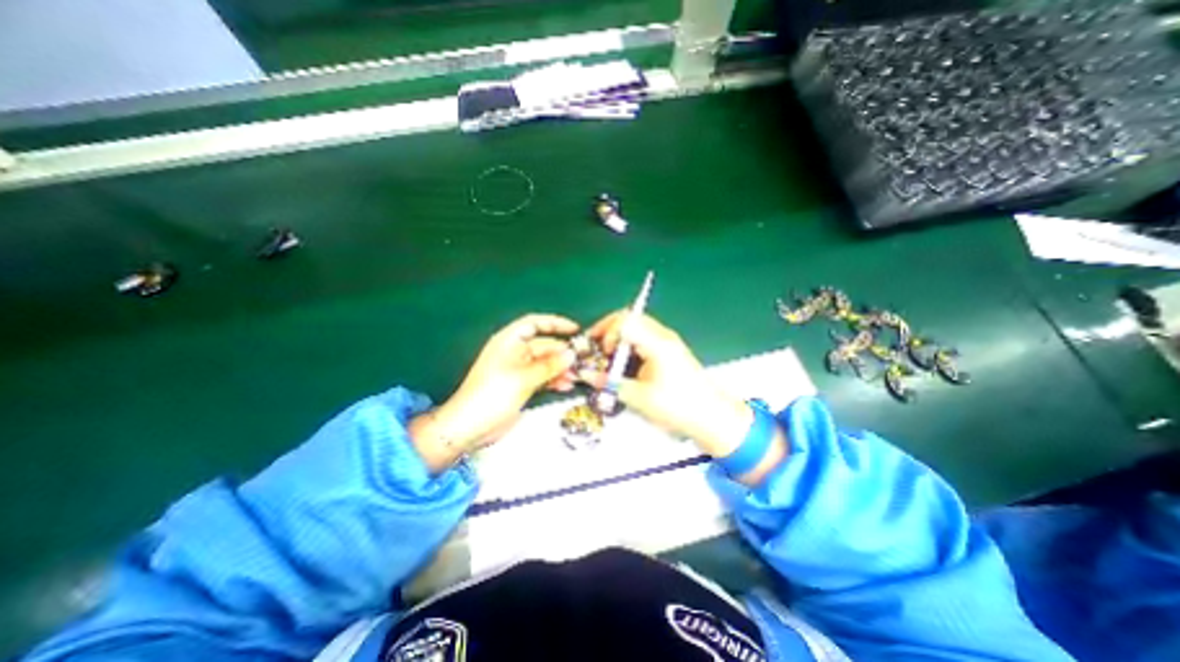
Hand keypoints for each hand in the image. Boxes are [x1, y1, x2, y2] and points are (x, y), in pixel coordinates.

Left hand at [411, 313, 578, 473]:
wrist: (469, 427)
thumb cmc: (492, 395)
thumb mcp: (523, 378)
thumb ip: (550, 365)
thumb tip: (572, 354)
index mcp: (509, 341)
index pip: (534, 323)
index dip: (555, 323)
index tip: (575, 329)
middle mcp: (515, 352)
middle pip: (544, 345)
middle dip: (562, 353)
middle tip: (583, 361)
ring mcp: (519, 370)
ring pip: (546, 363)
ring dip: (561, 369)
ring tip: (577, 377)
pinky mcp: (522, 386)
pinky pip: (543, 377)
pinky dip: (554, 380)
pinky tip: (566, 386)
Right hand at [581, 313, 779, 482]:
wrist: (713, 417)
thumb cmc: (678, 407)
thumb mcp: (639, 397)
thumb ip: (609, 383)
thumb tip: (585, 375)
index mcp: (657, 343)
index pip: (625, 319)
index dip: (607, 332)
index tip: (602, 352)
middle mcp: (662, 336)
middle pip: (630, 317)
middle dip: (608, 329)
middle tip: (594, 345)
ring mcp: (667, 341)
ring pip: (636, 326)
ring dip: (618, 336)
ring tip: (606, 354)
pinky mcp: (669, 350)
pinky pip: (643, 337)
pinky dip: (628, 344)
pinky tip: (623, 361)